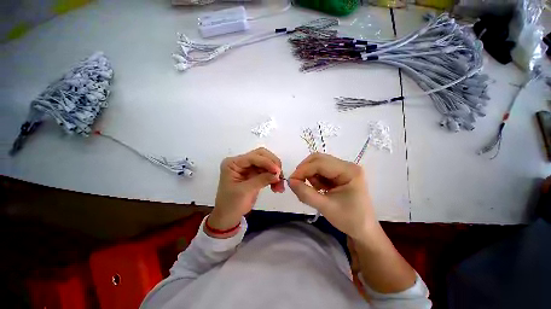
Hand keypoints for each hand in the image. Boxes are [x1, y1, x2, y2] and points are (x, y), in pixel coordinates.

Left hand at [208, 148, 283, 234]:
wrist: (228, 217)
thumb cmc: (231, 204)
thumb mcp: (245, 191)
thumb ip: (262, 180)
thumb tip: (278, 174)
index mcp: (233, 163)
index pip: (253, 157)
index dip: (267, 162)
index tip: (278, 172)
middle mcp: (241, 162)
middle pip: (261, 155)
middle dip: (272, 164)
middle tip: (280, 175)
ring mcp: (248, 167)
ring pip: (267, 163)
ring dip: (275, 172)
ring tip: (280, 185)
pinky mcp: (254, 174)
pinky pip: (267, 171)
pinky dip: (274, 177)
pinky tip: (277, 186)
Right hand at [288, 153, 376, 239]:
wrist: (363, 230)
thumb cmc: (349, 220)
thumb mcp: (325, 207)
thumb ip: (305, 193)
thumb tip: (290, 181)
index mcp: (349, 171)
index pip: (320, 163)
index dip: (303, 170)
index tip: (291, 180)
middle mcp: (347, 165)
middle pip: (319, 159)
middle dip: (305, 169)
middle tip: (296, 182)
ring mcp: (343, 169)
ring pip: (318, 164)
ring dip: (309, 174)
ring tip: (311, 190)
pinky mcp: (339, 174)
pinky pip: (321, 170)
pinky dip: (314, 178)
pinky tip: (317, 189)